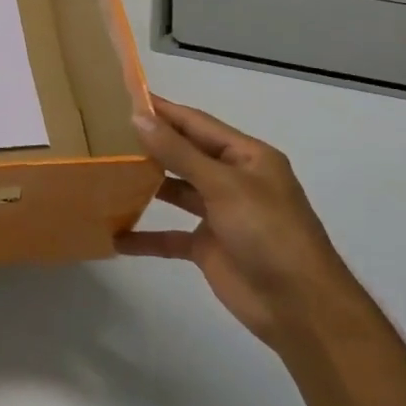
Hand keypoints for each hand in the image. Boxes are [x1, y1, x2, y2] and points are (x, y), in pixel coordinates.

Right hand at [118, 94, 355, 347]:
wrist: (301, 308)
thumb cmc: (268, 233)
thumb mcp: (224, 185)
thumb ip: (179, 153)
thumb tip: (139, 117)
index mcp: (247, 157)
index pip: (197, 123)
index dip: (163, 110)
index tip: (123, 96)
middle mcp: (233, 180)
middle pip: (184, 154)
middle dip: (150, 144)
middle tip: (104, 132)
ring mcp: (220, 214)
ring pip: (175, 191)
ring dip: (145, 184)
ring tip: (104, 172)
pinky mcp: (208, 247)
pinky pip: (170, 235)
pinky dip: (145, 236)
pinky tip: (116, 236)